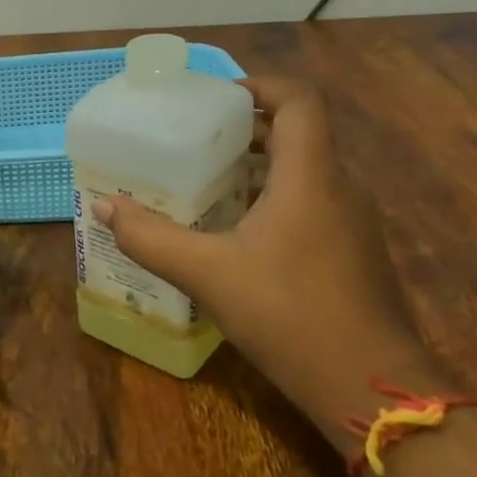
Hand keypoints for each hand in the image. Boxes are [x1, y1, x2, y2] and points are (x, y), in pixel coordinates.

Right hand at [94, 76, 433, 440]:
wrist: (371, 390)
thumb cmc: (290, 316)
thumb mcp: (207, 274)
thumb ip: (151, 237)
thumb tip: (104, 206)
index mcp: (310, 178)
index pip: (300, 101)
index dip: (260, 86)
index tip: (215, 99)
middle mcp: (339, 189)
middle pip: (298, 134)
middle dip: (246, 128)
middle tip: (193, 140)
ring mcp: (352, 223)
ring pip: (304, 171)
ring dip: (257, 165)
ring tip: (203, 181)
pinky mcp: (352, 252)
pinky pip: (311, 202)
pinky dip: (272, 197)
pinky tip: (233, 230)